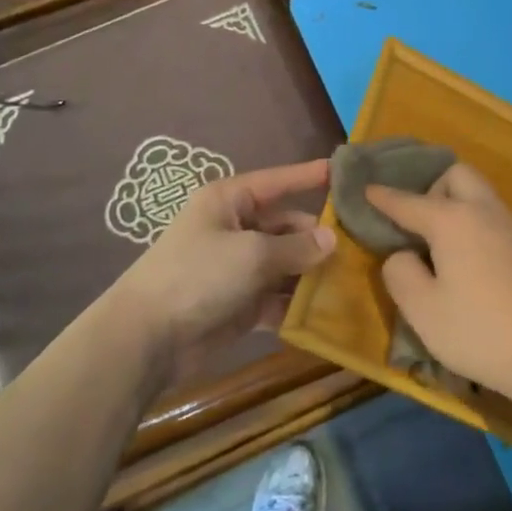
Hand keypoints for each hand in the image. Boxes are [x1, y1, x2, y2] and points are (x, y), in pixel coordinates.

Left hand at [105, 159, 334, 386]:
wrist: (147, 338)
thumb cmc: (198, 276)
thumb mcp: (252, 254)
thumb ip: (296, 246)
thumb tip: (332, 239)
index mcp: (229, 201)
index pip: (277, 181)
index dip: (309, 176)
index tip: (344, 172)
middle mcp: (235, 228)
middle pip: (287, 225)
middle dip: (319, 236)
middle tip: (364, 244)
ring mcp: (237, 267)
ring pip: (286, 263)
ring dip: (313, 272)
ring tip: (356, 277)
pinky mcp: (240, 303)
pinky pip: (277, 296)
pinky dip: (297, 303)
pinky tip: (329, 309)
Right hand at [368, 164, 511, 406]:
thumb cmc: (480, 330)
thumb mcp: (422, 309)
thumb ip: (400, 273)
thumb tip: (401, 254)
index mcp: (452, 220)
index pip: (408, 201)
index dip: (382, 196)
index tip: (365, 190)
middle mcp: (483, 212)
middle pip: (456, 175)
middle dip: (431, 187)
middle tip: (415, 223)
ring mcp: (511, 229)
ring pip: (479, 195)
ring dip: (455, 204)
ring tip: (436, 241)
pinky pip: (491, 218)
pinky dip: (472, 223)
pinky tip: (465, 259)